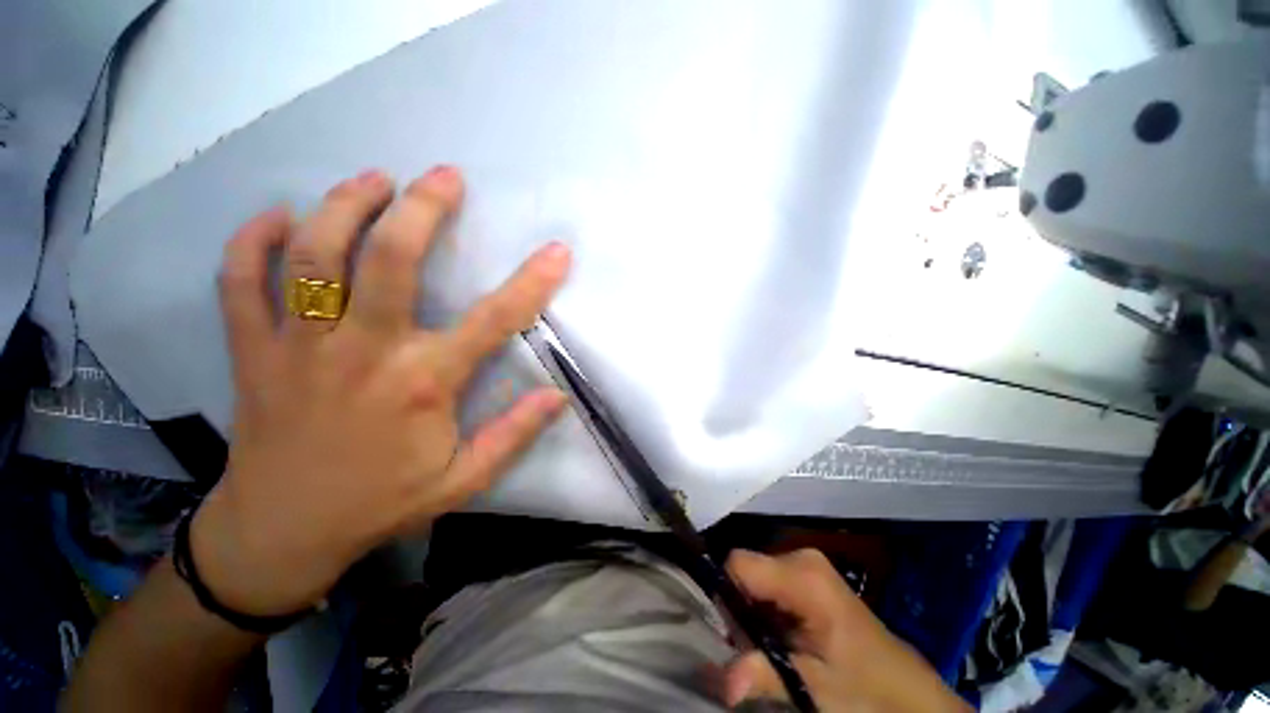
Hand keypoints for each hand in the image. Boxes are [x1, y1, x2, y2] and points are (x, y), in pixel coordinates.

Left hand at [192, 166, 570, 616]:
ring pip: (315, 257)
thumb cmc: (380, 504)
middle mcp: (364, 353)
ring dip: (344, 207)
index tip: (556, 251)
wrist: (281, 533)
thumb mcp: (462, 480)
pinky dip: (252, 242)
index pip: (493, 320)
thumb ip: (512, 435)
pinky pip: (240, 283)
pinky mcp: (254, 352)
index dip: (531, 282)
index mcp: (423, 384)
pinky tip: (277, 217)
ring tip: (372, 179)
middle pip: (390, 261)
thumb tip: (557, 396)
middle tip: (444, 177)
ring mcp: (300, 348)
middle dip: (422, 209)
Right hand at [723, 550, 969, 711]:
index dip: (726, 595)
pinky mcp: (810, 574)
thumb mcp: (814, 687)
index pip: (738, 563)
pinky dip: (767, 609)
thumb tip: (723, 683)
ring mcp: (807, 563)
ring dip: (753, 611)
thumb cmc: (865, 688)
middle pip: (746, 570)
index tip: (733, 635)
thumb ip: (765, 673)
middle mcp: (802, 556)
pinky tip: (784, 637)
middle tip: (755, 649)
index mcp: (803, 575)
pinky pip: (770, 582)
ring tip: (772, 646)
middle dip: (740, 608)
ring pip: (755, 577)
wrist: (908, 692)